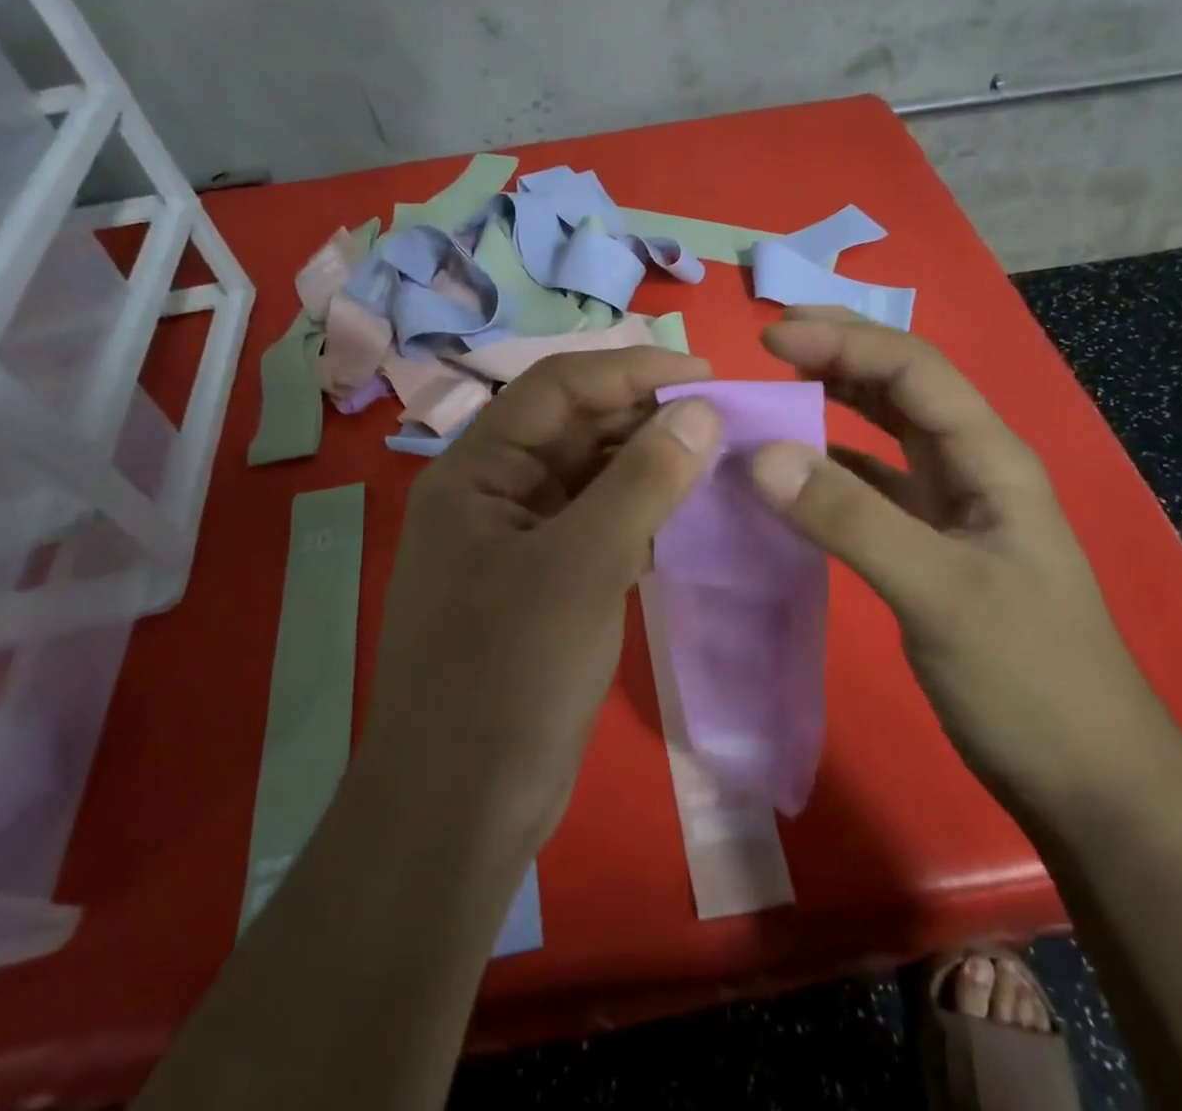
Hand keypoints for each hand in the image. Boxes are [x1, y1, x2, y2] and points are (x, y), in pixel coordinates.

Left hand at [363, 347, 720, 849]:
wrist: (459, 811)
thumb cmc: (507, 677)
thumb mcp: (580, 567)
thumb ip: (641, 483)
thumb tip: (702, 411)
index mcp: (476, 471)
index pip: (557, 388)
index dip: (630, 371)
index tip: (705, 375)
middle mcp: (493, 493)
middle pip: (574, 428)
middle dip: (645, 416)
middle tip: (723, 417)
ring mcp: (519, 540)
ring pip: (591, 477)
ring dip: (649, 464)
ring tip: (719, 458)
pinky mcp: (545, 583)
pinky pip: (599, 525)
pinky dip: (642, 513)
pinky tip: (690, 513)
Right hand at [749, 307, 1181, 817]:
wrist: (1086, 780)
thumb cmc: (1029, 678)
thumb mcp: (940, 593)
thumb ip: (850, 520)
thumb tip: (760, 455)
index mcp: (990, 459)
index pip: (914, 371)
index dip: (844, 341)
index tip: (770, 337)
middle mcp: (972, 469)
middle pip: (903, 387)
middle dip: (841, 352)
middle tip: (770, 340)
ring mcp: (952, 509)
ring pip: (887, 432)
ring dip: (837, 402)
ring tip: (777, 387)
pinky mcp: (930, 547)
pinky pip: (873, 485)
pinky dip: (832, 466)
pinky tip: (796, 470)